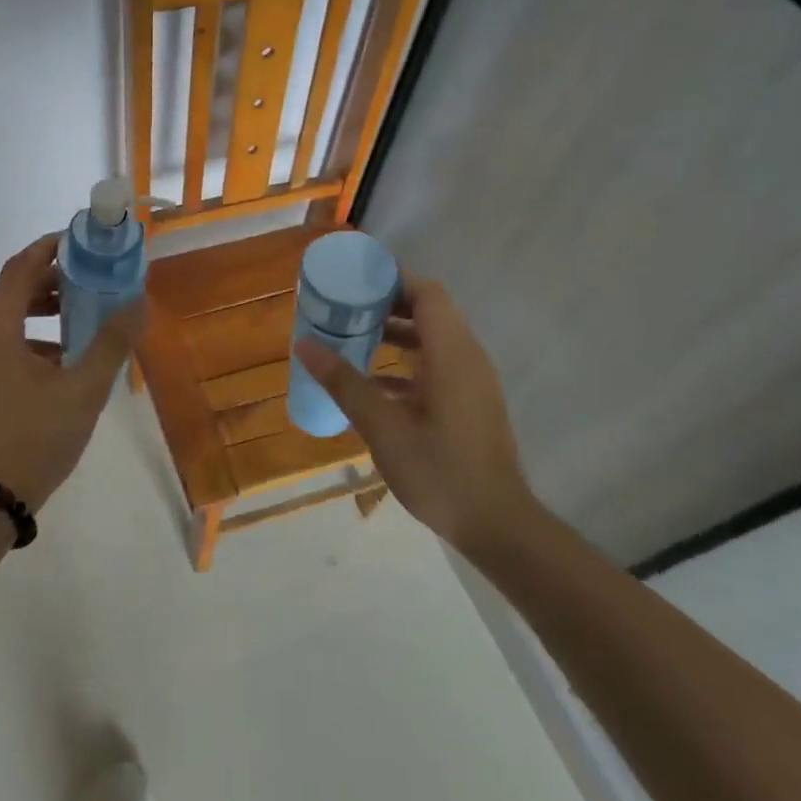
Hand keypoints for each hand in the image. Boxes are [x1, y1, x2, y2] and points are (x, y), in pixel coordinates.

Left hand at [0, 234, 145, 510]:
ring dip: (37, 312)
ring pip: (1, 319)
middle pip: (9, 291)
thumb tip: (138, 301)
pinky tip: (55, 361)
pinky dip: (24, 338)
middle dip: (49, 282)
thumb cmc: (37, 436)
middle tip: (88, 281)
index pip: (21, 267)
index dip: (50, 248)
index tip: (81, 241)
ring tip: (77, 318)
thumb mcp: (84, 389)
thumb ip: (112, 341)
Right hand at [297, 274, 538, 554]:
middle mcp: (467, 358)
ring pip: (431, 340)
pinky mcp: (468, 404)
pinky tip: (369, 383)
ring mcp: (471, 382)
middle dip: (385, 304)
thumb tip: (304, 344)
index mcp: (452, 353)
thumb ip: (344, 382)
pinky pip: (435, 367)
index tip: (354, 276)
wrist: (496, 524)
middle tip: (342, 305)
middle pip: (428, 311)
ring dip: (393, 334)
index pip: (426, 292)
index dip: (392, 277)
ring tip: (349, 337)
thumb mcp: (382, 426)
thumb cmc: (439, 470)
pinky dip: (404, 363)